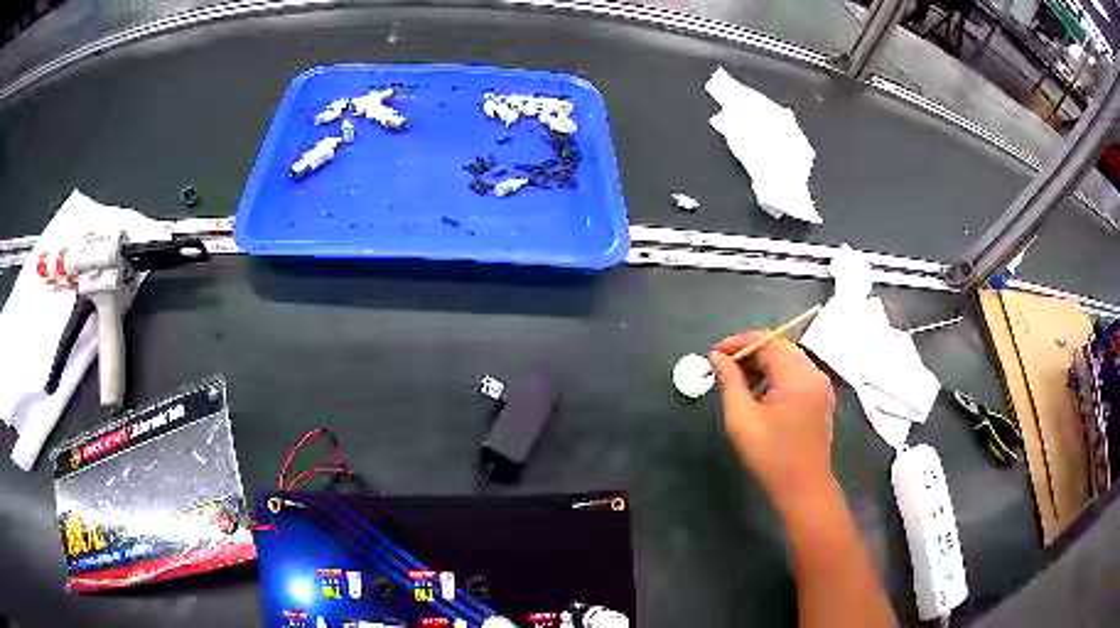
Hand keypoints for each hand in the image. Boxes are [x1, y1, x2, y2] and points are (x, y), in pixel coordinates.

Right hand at [710, 332, 835, 514]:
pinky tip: (760, 394)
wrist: (804, 488)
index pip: (768, 342)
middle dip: (751, 352)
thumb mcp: (742, 419)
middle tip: (724, 366)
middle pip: (780, 348)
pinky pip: (797, 374)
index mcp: (797, 376)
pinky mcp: (821, 398)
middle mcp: (814, 373)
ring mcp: (821, 386)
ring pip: (789, 360)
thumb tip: (717, 357)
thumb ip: (729, 382)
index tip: (715, 353)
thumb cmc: (771, 456)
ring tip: (739, 381)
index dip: (740, 343)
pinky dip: (777, 375)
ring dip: (764, 364)